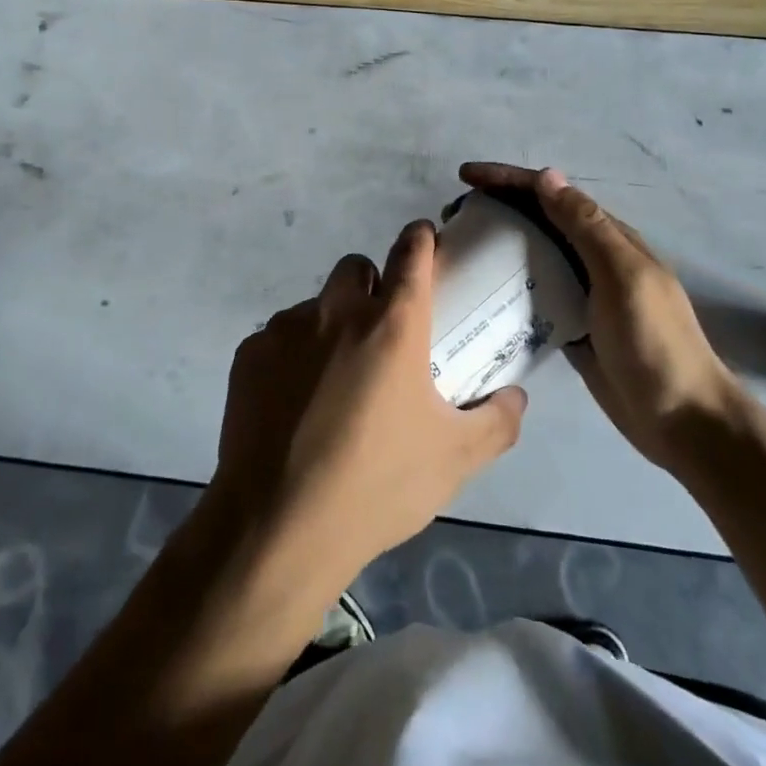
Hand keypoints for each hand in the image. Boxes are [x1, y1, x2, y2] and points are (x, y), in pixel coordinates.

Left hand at [209, 222, 527, 593]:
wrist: (278, 526)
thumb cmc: (377, 485)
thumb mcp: (454, 460)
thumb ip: (496, 421)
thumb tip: (515, 397)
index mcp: (392, 324)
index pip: (411, 252)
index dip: (421, 239)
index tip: (425, 242)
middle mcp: (338, 311)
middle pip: (357, 269)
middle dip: (371, 285)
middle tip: (381, 333)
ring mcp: (287, 328)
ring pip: (316, 305)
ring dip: (330, 325)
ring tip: (334, 381)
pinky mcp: (250, 353)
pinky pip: (279, 337)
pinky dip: (292, 356)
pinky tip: (294, 405)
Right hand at [460, 163, 736, 466]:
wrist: (683, 420)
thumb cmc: (655, 342)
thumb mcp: (623, 276)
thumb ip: (586, 227)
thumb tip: (546, 176)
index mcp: (608, 238)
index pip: (550, 194)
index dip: (507, 180)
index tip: (465, 178)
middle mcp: (592, 258)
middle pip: (538, 220)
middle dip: (496, 207)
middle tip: (452, 216)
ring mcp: (582, 293)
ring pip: (532, 255)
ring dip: (497, 244)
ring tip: (458, 248)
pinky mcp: (571, 326)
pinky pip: (533, 295)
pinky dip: (507, 285)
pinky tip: (480, 291)